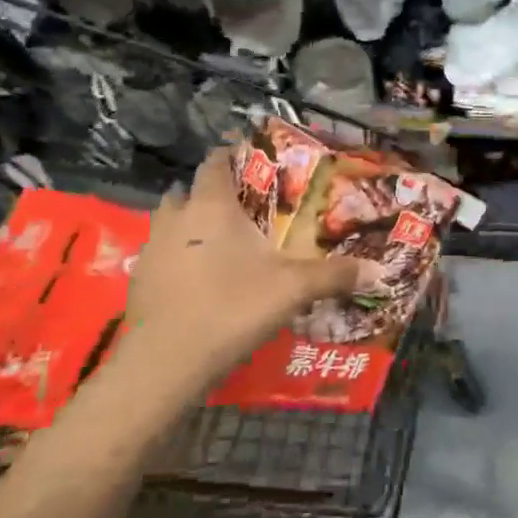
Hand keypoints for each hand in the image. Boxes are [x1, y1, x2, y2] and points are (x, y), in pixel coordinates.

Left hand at [118, 149, 374, 388]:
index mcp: (212, 206)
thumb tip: (379, 270)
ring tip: (215, 243)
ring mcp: (150, 250)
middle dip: (206, 194)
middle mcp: (176, 219)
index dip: (229, 157)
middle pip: (185, 191)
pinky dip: (175, 260)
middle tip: (235, 208)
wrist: (167, 361)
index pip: (215, 164)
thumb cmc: (232, 307)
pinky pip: (158, 257)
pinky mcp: (138, 282)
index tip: (247, 160)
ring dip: (186, 226)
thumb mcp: (293, 289)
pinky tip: (195, 282)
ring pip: (167, 224)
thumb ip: (334, 275)